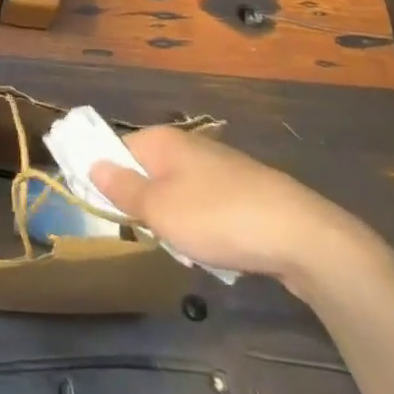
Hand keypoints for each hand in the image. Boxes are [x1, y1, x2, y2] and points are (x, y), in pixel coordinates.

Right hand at [90, 126, 393, 302]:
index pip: (118, 148)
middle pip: (148, 173)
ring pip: (178, 194)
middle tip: (149, 234)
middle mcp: (190, 145)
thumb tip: (92, 163)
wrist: (301, 236)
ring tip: (186, 249)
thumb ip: (122, 188)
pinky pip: (207, 208)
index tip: (103, 209)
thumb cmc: (218, 217)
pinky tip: (216, 252)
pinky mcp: (245, 193)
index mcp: (164, 141)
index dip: (105, 176)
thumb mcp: (159, 209)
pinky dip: (204, 229)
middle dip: (145, 206)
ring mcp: (220, 168)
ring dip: (175, 222)